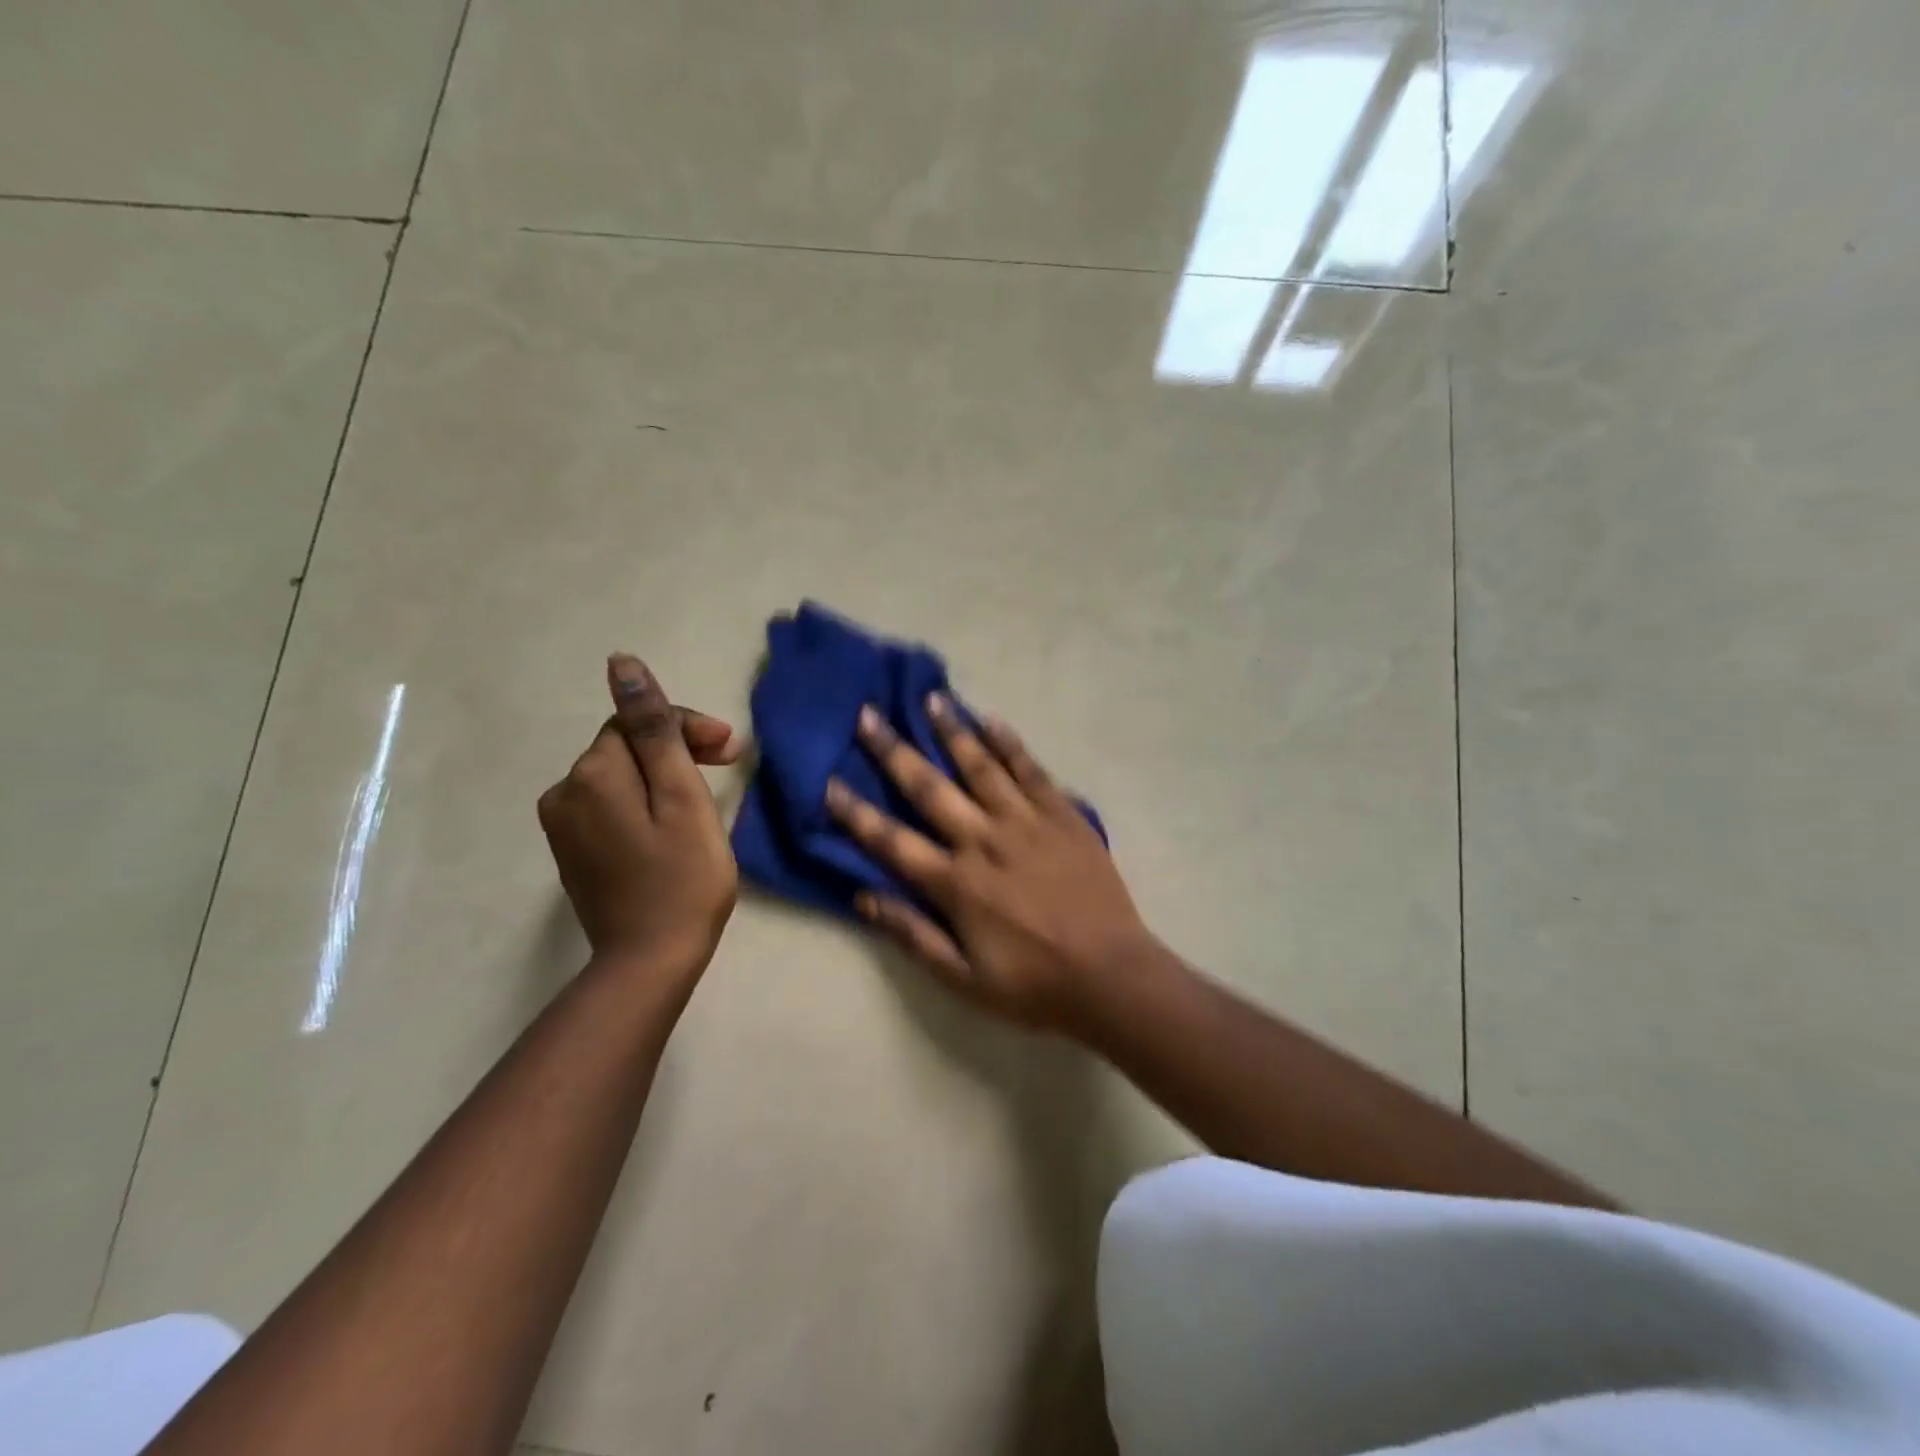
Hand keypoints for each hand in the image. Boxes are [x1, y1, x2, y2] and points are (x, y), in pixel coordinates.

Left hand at [537, 654, 739, 975]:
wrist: (650, 961)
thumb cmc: (683, 877)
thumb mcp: (681, 796)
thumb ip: (654, 729)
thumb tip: (621, 663)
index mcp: (592, 774)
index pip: (637, 722)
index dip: (686, 727)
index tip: (731, 750)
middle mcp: (564, 792)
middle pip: (627, 748)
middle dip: (675, 749)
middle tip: (728, 766)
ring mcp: (563, 825)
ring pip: (620, 777)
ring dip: (662, 776)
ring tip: (704, 798)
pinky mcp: (572, 851)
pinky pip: (610, 806)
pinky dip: (643, 803)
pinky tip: (672, 824)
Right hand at [824, 696, 1156, 1032]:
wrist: (1111, 976)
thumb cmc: (1033, 984)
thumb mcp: (963, 979)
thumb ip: (913, 936)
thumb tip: (863, 898)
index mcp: (956, 883)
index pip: (892, 841)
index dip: (855, 813)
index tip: (829, 782)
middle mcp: (985, 841)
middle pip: (930, 788)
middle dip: (894, 751)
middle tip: (868, 715)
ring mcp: (1027, 823)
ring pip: (981, 767)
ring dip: (952, 731)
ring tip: (931, 698)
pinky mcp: (1063, 816)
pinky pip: (1032, 771)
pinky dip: (1010, 745)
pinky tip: (992, 721)